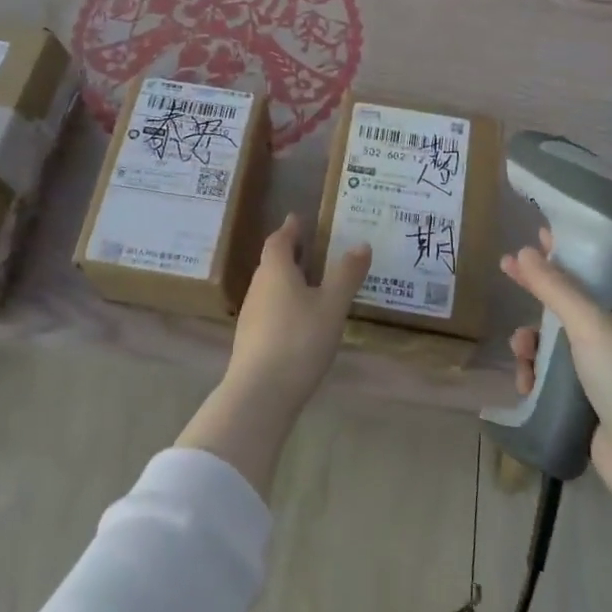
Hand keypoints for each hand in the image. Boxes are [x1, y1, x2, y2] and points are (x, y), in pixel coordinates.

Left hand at [224, 214, 370, 418]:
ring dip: (287, 280)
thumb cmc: (299, 339)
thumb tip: (361, 243)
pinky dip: (285, 304)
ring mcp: (251, 315)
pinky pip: (270, 310)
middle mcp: (258, 287)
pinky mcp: (250, 340)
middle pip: (272, 263)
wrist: (260, 392)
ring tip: (311, 284)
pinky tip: (300, 320)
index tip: (298, 219)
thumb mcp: (332, 305)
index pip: (279, 241)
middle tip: (311, 249)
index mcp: (275, 271)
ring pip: (270, 288)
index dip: (290, 229)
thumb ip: (347, 274)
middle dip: (290, 253)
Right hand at [501, 228, 611, 509]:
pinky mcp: (594, 395)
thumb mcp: (589, 323)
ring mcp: (609, 365)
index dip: (567, 251)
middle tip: (507, 273)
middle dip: (539, 296)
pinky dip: (539, 372)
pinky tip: (526, 381)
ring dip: (534, 341)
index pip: (598, 265)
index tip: (536, 238)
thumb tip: (522, 252)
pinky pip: (558, 371)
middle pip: (573, 300)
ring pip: (559, 338)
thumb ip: (554, 286)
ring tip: (520, 352)